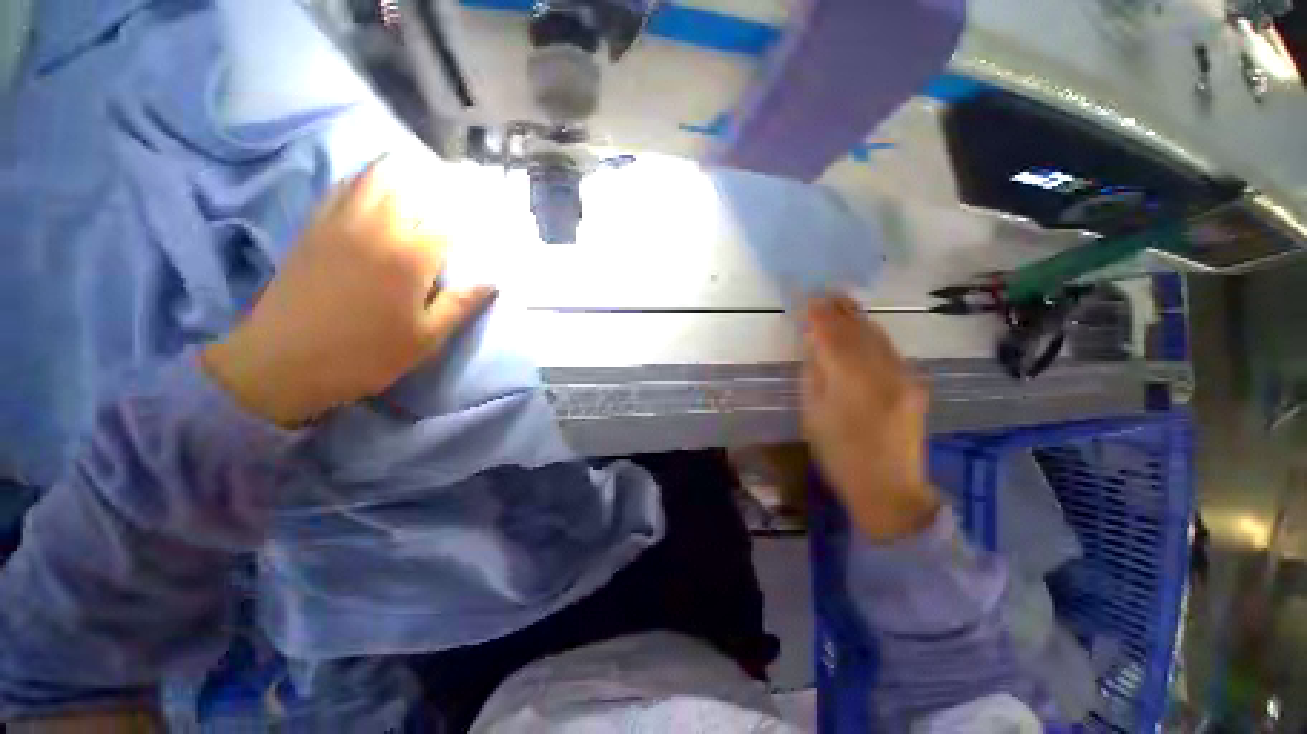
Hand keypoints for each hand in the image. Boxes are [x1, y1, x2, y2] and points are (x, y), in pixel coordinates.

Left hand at [202, 160, 495, 427]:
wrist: (283, 361)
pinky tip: (368, 183)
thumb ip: (459, 305)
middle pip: (410, 193)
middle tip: (450, 192)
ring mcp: (341, 224)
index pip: (448, 228)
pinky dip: (359, 180)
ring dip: (396, 175)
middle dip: (434, 191)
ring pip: (371, 182)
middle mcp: (378, 229)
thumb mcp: (425, 338)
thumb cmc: (366, 354)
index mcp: (411, 258)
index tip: (480, 225)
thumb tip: (491, 282)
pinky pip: (339, 191)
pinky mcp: (314, 228)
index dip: (467, 224)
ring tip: (413, 172)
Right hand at [801, 295, 941, 541]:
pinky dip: (872, 334)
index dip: (820, 317)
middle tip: (824, 293)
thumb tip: (813, 344)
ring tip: (840, 302)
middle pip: (859, 332)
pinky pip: (889, 349)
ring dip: (857, 318)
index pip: (834, 338)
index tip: (808, 300)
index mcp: (853, 384)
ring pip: (878, 337)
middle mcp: (884, 374)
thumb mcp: (813, 415)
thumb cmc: (839, 455)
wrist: (889, 488)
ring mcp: (904, 377)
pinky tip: (862, 328)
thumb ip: (814, 374)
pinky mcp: (914, 384)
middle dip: (840, 311)